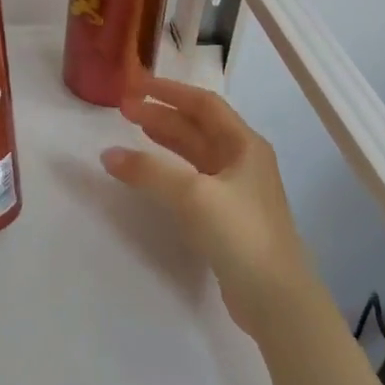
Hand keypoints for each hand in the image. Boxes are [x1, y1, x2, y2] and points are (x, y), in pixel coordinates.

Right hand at [101, 76, 314, 338]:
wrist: (277, 299)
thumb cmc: (240, 233)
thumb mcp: (193, 195)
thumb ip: (149, 171)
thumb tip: (108, 155)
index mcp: (244, 145)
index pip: (204, 104)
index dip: (170, 91)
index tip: (137, 85)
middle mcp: (242, 161)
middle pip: (198, 127)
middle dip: (161, 115)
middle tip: (124, 109)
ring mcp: (236, 191)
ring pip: (195, 154)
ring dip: (165, 140)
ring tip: (133, 130)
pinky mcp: (228, 218)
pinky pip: (193, 180)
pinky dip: (170, 170)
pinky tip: (151, 174)